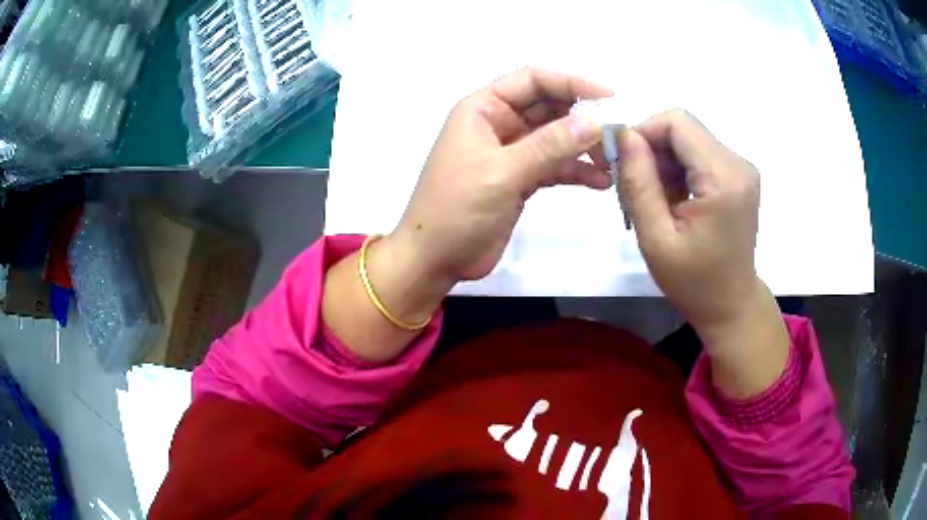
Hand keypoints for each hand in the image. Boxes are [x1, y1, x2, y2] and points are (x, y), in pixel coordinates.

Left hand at [388, 67, 612, 283]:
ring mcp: (511, 152)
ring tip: (614, 161)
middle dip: (584, 118)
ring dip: (585, 146)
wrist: (435, 259)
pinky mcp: (521, 179)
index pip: (533, 80)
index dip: (572, 82)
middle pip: (549, 107)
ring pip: (556, 138)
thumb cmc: (456, 209)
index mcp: (483, 109)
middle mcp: (499, 123)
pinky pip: (555, 167)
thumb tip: (595, 121)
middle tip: (618, 133)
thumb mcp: (502, 172)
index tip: (610, 97)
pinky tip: (601, 182)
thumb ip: (549, 146)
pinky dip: (577, 172)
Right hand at [617, 110, 761, 331]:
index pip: (676, 122)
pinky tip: (673, 199)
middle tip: (634, 187)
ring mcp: (741, 168)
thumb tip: (624, 135)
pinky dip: (679, 169)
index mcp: (723, 178)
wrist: (730, 304)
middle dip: (652, 149)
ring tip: (655, 199)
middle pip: (683, 128)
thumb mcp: (655, 238)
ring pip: (688, 139)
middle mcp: (738, 164)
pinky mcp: (738, 175)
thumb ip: (639, 183)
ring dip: (664, 161)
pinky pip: (699, 154)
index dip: (643, 133)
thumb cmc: (693, 282)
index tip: (624, 164)